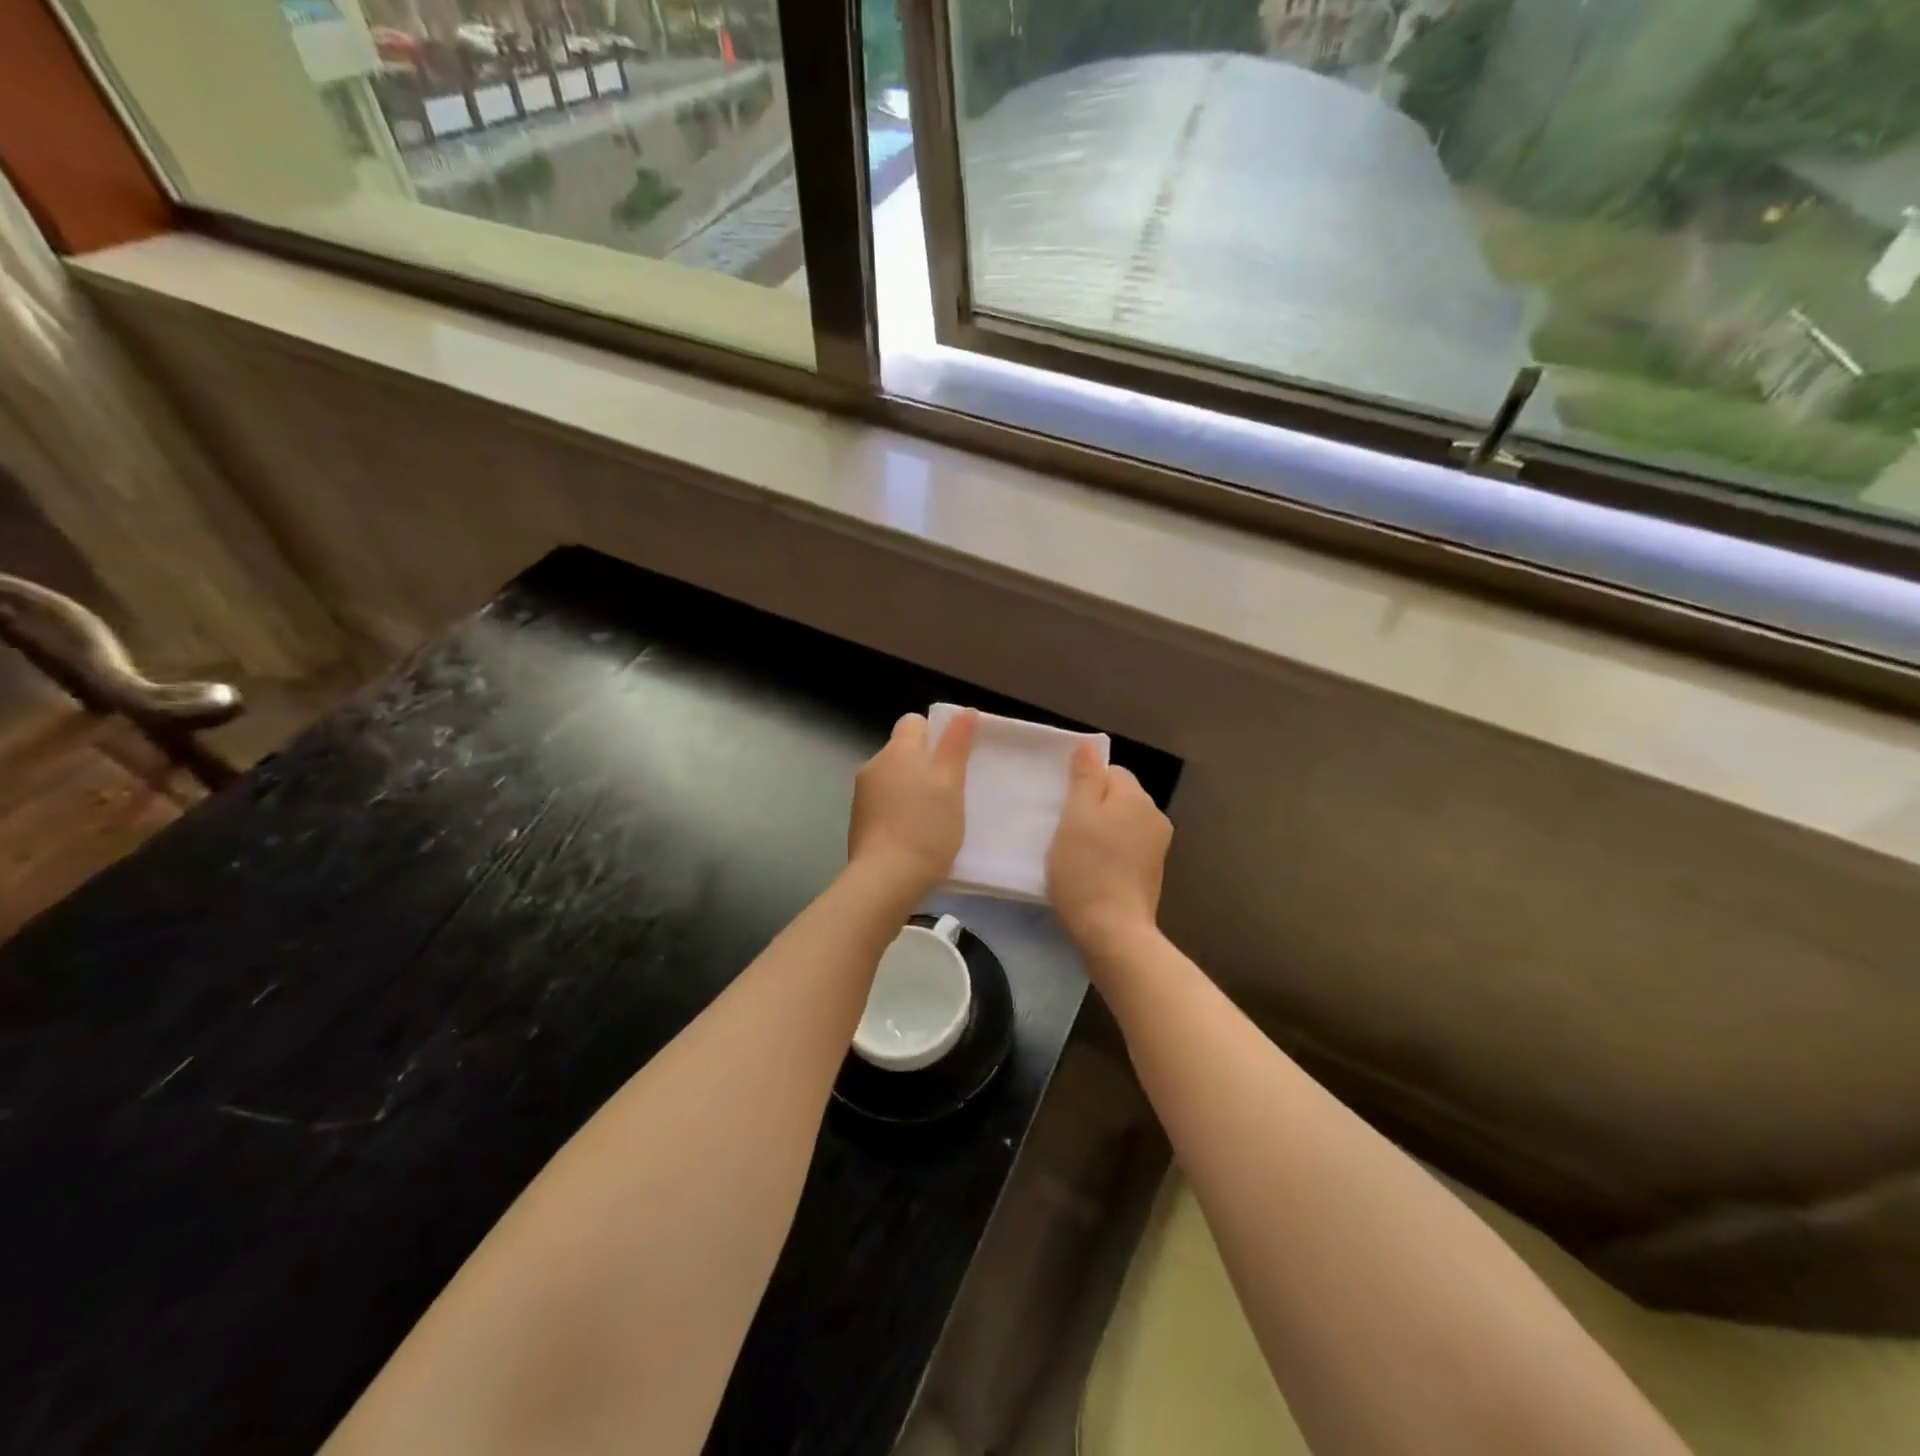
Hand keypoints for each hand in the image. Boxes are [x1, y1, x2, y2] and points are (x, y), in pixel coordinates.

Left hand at [847, 710, 977, 900]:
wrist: (886, 879)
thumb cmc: (926, 827)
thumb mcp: (951, 784)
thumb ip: (956, 745)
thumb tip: (964, 711)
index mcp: (897, 751)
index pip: (913, 722)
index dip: (935, 733)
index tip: (954, 757)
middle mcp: (874, 765)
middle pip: (903, 751)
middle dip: (925, 764)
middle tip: (951, 789)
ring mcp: (862, 795)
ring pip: (893, 779)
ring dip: (911, 789)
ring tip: (935, 815)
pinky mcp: (858, 822)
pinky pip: (884, 803)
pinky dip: (899, 811)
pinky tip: (915, 834)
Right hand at [1047, 743, 1171, 955]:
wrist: (1113, 932)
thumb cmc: (1086, 869)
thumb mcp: (1075, 817)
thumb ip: (1084, 778)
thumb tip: (1090, 746)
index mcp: (1137, 798)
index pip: (1110, 771)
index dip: (1084, 785)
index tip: (1064, 808)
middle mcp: (1155, 817)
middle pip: (1118, 797)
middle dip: (1093, 808)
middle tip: (1066, 832)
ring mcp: (1157, 847)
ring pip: (1121, 823)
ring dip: (1101, 831)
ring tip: (1077, 853)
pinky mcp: (1152, 873)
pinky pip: (1126, 847)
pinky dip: (1110, 853)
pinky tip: (1092, 871)